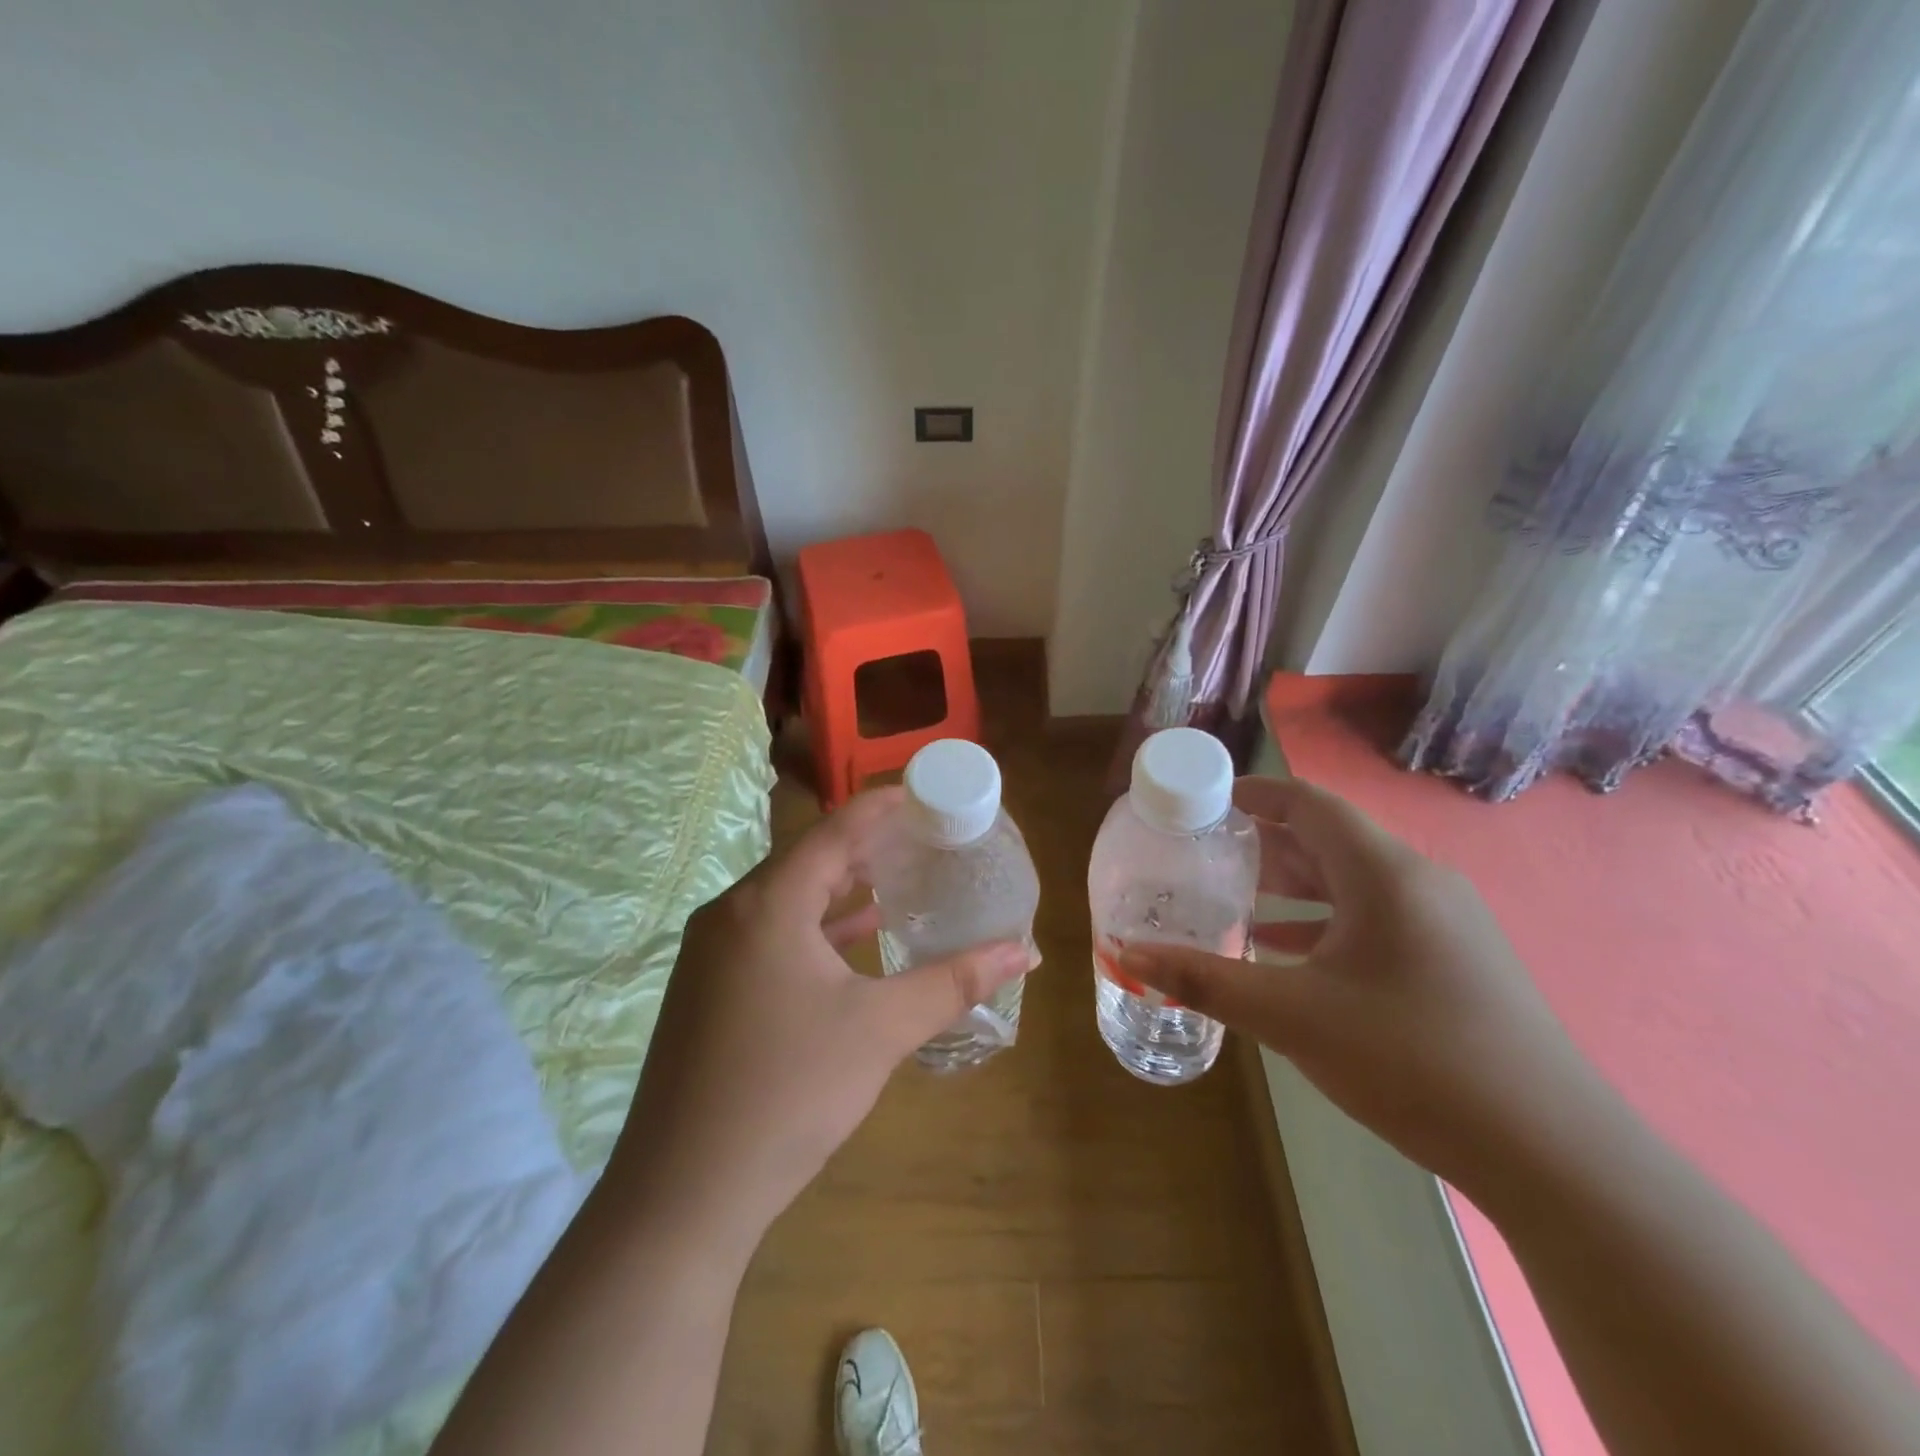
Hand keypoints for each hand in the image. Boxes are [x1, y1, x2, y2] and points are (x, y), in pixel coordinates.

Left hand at [602, 787, 1029, 1263]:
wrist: (682, 1195)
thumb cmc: (788, 1092)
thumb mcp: (881, 1030)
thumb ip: (953, 983)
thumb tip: (1023, 953)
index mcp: (767, 904)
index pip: (834, 830)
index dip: (882, 806)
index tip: (926, 793)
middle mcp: (731, 914)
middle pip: (808, 859)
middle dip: (866, 846)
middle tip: (922, 837)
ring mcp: (712, 954)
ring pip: (787, 900)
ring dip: (840, 889)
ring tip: (897, 880)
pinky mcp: (707, 990)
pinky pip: (771, 935)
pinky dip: (816, 930)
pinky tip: (854, 943)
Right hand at [1121, 776, 1607, 1199]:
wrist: (1551, 1153)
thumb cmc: (1411, 1058)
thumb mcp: (1291, 1016)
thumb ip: (1204, 979)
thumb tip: (1127, 953)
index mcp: (1384, 873)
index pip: (1309, 803)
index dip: (1255, 793)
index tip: (1207, 801)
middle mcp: (1420, 882)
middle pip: (1330, 839)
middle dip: (1266, 841)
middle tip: (1207, 851)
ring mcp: (1445, 922)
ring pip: (1353, 882)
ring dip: (1294, 883)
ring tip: (1236, 895)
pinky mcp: (1455, 961)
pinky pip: (1376, 919)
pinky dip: (1325, 922)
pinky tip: (1287, 951)